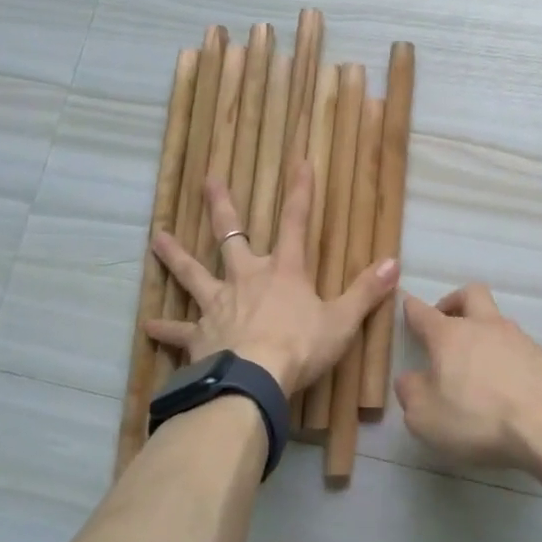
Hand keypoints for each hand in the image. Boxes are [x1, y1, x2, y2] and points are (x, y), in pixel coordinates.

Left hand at [145, 166, 398, 395]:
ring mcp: (218, 304)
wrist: (253, 380)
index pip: (295, 222)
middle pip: (231, 235)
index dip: (300, 191)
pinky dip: (165, 329)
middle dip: (222, 206)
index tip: (300, 161)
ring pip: (192, 272)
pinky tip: (148, 325)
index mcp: (284, 272)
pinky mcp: (199, 334)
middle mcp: (246, 278)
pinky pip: (179, 330)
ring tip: (157, 237)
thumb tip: (393, 262)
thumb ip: (365, 291)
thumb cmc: (300, 347)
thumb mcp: (342, 321)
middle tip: (209, 179)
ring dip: (175, 255)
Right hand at [395, 284, 541, 468]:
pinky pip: (517, 346)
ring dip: (483, 333)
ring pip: (496, 320)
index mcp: (449, 335)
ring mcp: (517, 338)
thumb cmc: (476, 417)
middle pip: (470, 293)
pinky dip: (506, 356)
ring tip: (476, 366)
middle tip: (446, 323)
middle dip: (455, 301)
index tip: (407, 306)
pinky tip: (504, 383)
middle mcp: (483, 326)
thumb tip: (410, 379)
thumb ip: (410, 392)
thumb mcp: (424, 416)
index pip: (423, 312)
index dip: (411, 308)